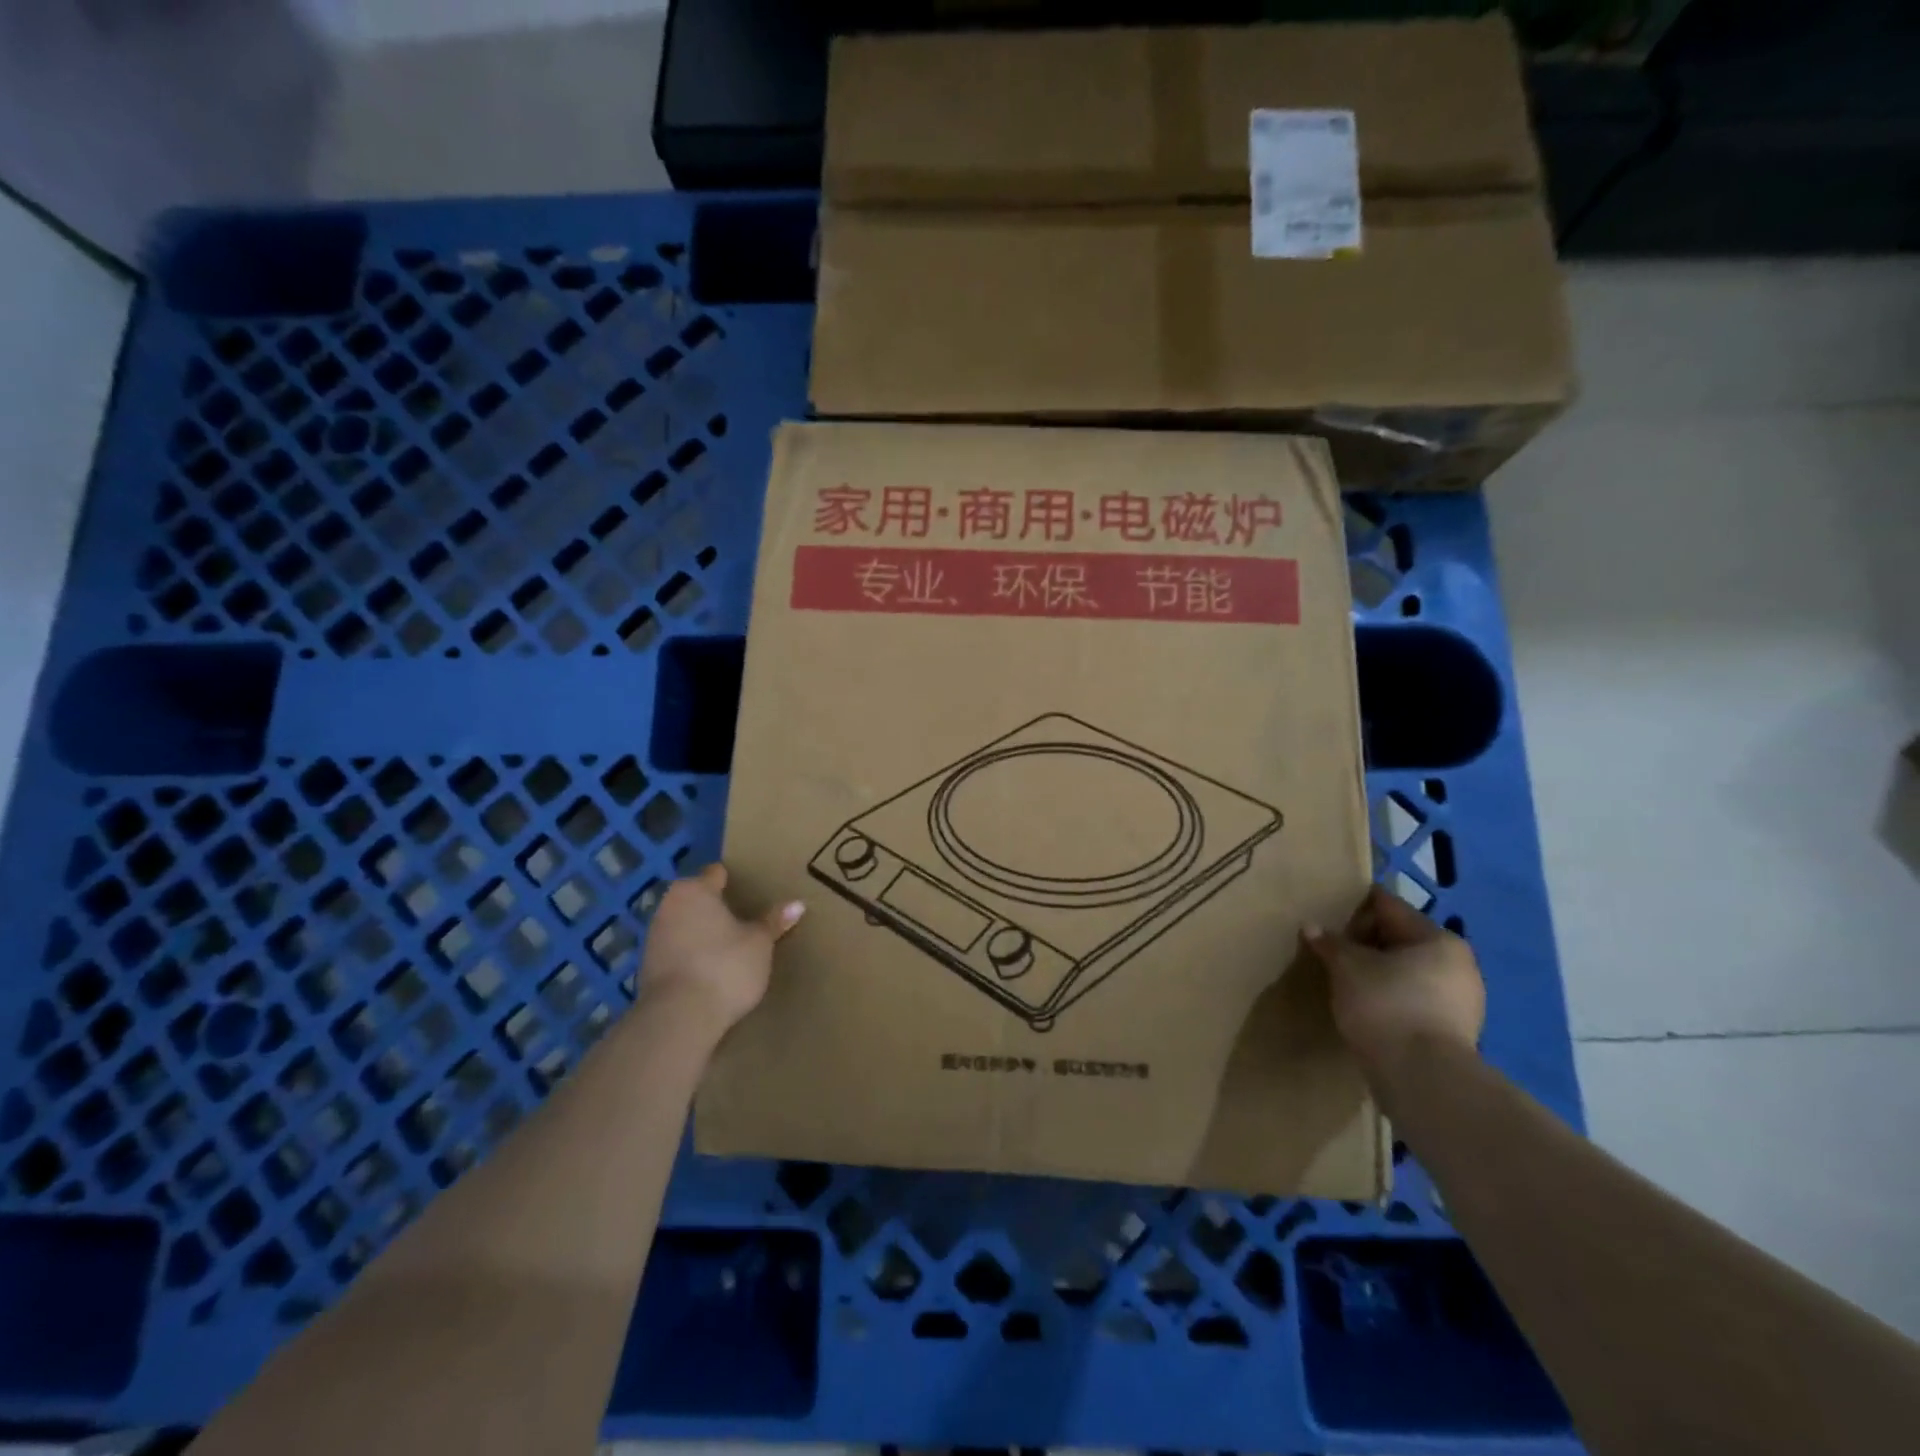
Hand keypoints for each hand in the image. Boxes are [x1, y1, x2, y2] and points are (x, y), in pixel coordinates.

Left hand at [637, 864, 803, 1038]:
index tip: (752, 892)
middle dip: (717, 908)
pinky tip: (711, 970)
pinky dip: (692, 955)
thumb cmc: (724, 966)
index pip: (716, 874)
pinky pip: (677, 951)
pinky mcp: (647, 967)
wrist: (678, 1018)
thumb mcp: (759, 943)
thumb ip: (774, 921)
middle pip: (697, 899)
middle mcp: (668, 906)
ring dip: (702, 933)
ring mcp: (653, 937)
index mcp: (694, 890)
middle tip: (745, 920)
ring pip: (685, 925)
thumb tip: (798, 903)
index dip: (734, 881)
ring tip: (730, 947)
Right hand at [1300, 885, 1484, 1076]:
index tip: (1328, 910)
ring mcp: (1462, 1000)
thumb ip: (1330, 943)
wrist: (1422, 1078)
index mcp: (1437, 938)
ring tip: (1345, 978)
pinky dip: (1392, 995)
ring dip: (1380, 970)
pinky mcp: (1455, 1030)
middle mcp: (1458, 963)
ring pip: (1409, 970)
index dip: (1355, 906)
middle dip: (1366, 941)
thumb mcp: (1347, 967)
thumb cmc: (1386, 1005)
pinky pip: (1415, 997)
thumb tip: (1311, 927)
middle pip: (1401, 938)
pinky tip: (1367, 1005)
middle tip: (1332, 947)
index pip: (1389, 906)